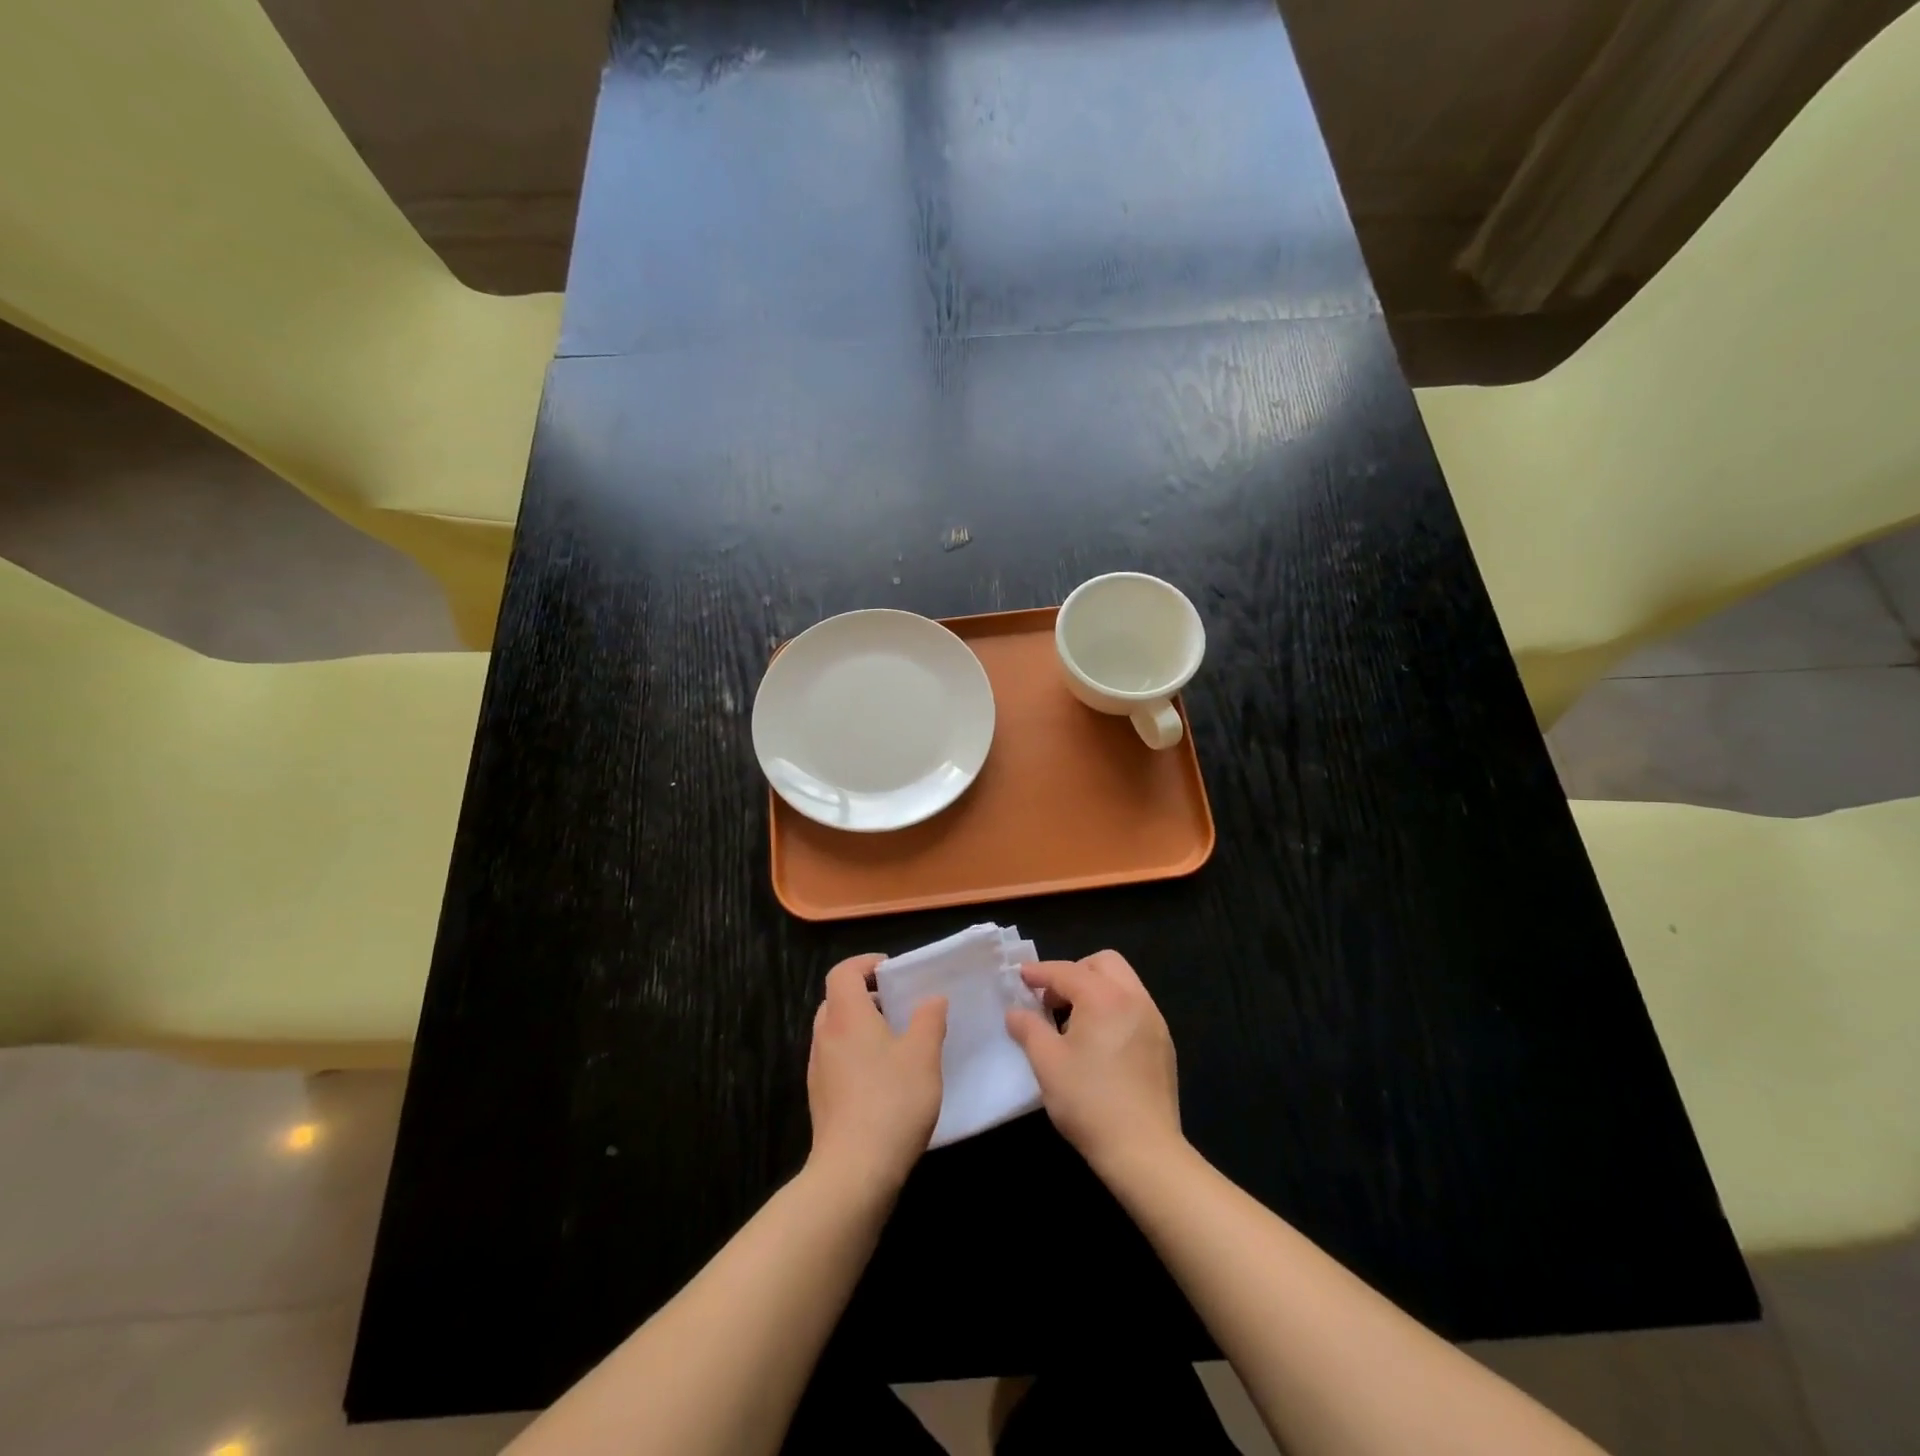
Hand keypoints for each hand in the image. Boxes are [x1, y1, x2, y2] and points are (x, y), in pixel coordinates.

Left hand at [806, 954, 946, 1195]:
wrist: (854, 1170)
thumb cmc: (892, 1101)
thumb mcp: (924, 1055)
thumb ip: (929, 1020)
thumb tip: (932, 999)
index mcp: (846, 1016)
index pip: (843, 972)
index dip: (865, 963)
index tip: (891, 970)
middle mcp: (825, 1036)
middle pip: (836, 1000)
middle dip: (864, 996)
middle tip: (896, 1005)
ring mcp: (818, 1070)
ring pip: (834, 1032)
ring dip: (859, 1028)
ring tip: (894, 1043)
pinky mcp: (820, 1099)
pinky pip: (835, 1061)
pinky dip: (855, 1056)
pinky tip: (882, 1080)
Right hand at [1005, 950, 1182, 1180]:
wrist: (1144, 1151)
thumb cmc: (1089, 1102)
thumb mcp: (1047, 1063)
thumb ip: (1028, 1028)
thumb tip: (1016, 1012)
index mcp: (1104, 997)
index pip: (1066, 971)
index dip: (1040, 972)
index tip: (1020, 976)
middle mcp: (1134, 999)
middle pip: (1103, 963)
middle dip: (1074, 972)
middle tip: (1052, 999)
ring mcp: (1154, 1020)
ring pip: (1123, 983)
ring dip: (1095, 989)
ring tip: (1073, 1022)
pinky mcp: (1163, 1043)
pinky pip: (1135, 1007)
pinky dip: (1113, 1009)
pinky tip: (1099, 1042)